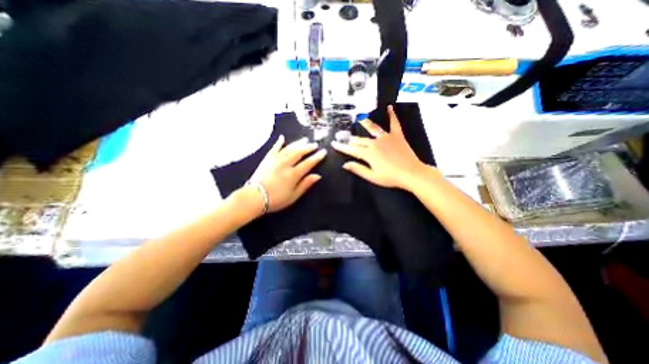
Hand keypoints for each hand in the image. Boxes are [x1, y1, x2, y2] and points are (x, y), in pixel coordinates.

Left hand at [247, 137, 324, 212]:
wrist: (254, 197)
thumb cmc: (276, 199)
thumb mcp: (293, 196)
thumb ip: (305, 184)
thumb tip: (318, 176)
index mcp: (293, 174)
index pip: (308, 163)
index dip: (317, 157)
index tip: (323, 152)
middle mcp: (285, 164)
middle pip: (299, 152)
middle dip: (308, 147)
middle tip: (315, 144)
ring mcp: (275, 160)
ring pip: (289, 148)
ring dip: (298, 143)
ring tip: (305, 140)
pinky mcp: (267, 159)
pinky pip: (274, 148)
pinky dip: (279, 142)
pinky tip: (282, 138)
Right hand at [331, 105, 429, 190]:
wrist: (411, 173)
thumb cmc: (391, 177)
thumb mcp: (372, 177)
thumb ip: (358, 169)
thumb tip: (345, 164)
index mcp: (368, 154)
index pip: (351, 149)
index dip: (341, 147)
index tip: (334, 144)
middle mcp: (375, 143)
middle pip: (360, 140)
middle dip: (350, 139)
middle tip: (344, 137)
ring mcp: (386, 138)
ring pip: (372, 129)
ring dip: (364, 123)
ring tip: (359, 118)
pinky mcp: (397, 136)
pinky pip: (394, 123)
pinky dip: (392, 115)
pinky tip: (390, 107)